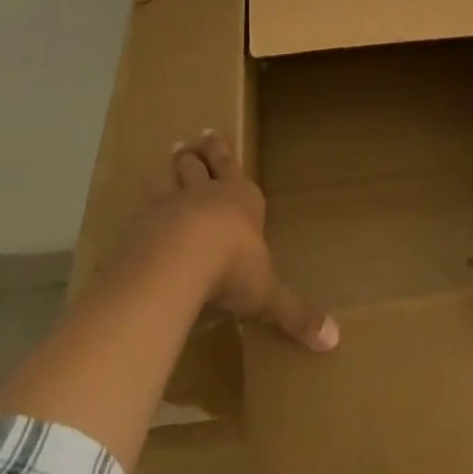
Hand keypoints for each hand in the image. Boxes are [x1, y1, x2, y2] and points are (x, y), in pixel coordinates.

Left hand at [136, 130, 337, 352]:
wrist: (178, 263)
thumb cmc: (233, 268)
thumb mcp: (268, 295)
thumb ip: (295, 314)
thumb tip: (334, 339)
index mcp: (240, 199)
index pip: (231, 166)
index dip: (222, 151)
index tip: (212, 134)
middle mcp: (205, 194)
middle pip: (198, 164)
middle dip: (196, 153)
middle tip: (189, 142)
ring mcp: (170, 204)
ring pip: (169, 176)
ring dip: (169, 167)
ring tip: (167, 157)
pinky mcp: (142, 223)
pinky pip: (142, 205)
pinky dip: (143, 203)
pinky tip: (138, 208)